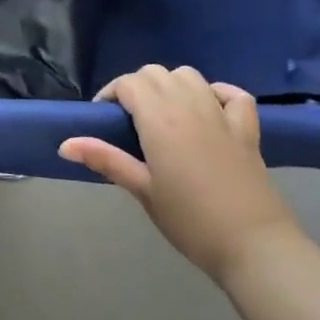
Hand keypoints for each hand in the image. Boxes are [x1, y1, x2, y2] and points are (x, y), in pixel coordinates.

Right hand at [59, 64, 300, 280]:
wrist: (254, 246)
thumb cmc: (191, 220)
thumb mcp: (142, 191)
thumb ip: (106, 159)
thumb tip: (64, 144)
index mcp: (160, 119)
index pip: (129, 83)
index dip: (111, 94)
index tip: (104, 119)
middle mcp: (189, 106)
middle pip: (156, 73)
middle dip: (137, 86)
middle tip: (130, 119)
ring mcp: (221, 115)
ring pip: (189, 75)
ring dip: (171, 84)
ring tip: (164, 113)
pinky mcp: (247, 130)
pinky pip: (233, 94)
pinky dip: (217, 93)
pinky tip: (209, 109)